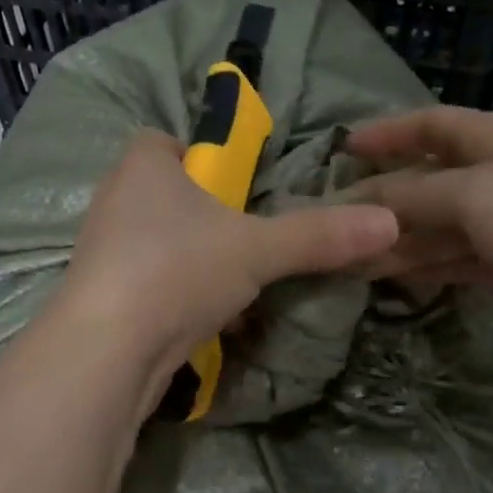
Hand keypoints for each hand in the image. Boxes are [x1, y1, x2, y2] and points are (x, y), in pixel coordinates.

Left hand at [57, 131, 399, 409]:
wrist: (106, 351)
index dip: (198, 156)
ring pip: (158, 244)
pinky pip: (149, 284)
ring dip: (194, 261)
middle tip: (246, 236)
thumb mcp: (258, 249)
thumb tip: (390, 222)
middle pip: (166, 196)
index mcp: (142, 167)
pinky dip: (177, 296)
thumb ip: (319, 235)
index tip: (235, 185)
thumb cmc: (178, 270)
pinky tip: (208, 321)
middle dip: (205, 215)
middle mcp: (114, 201)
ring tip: (234, 285)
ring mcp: (102, 253)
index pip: (163, 141)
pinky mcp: (102, 298)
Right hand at [348, 108, 492, 358]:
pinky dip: (425, 268)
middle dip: (383, 200)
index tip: (343, 148)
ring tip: (349, 261)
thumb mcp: (475, 196)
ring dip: (398, 241)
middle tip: (332, 224)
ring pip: (438, 228)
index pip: (431, 125)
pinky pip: (456, 262)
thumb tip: (357, 204)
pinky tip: (392, 278)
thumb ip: (413, 197)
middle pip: (428, 182)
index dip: (388, 133)